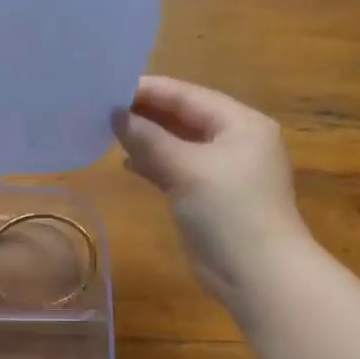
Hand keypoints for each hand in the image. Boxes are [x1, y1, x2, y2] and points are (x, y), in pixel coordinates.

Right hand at [113, 76, 311, 310]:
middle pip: (184, 118)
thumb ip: (150, 139)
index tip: (110, 87)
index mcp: (240, 124)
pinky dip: (154, 164)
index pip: (189, 96)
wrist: (256, 271)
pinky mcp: (208, 196)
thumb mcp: (187, 168)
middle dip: (146, 113)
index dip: (150, 90)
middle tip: (103, 108)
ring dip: (147, 139)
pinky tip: (128, 163)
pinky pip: (176, 169)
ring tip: (108, 132)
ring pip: (178, 144)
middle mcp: (234, 141)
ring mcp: (222, 170)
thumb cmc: (229, 211)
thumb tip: (116, 115)